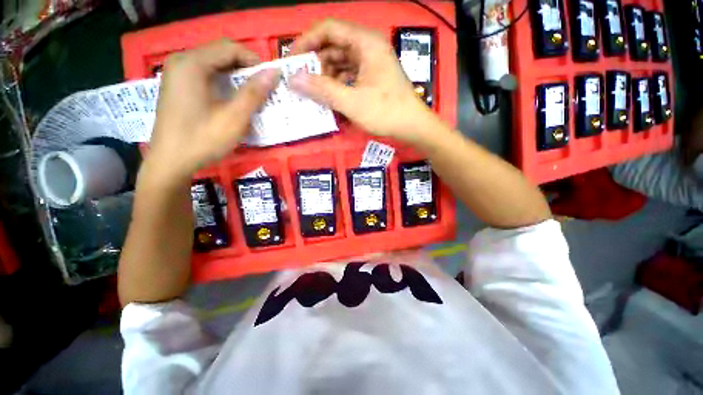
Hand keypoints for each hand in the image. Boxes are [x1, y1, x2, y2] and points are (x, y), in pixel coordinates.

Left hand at [145, 39, 279, 183]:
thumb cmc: (203, 139)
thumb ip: (254, 93)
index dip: (255, 61)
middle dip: (246, 69)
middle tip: (264, 89)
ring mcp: (177, 73)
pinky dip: (223, 83)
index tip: (270, 81)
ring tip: (252, 95)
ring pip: (214, 64)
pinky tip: (232, 99)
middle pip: (221, 54)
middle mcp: (181, 61)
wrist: (170, 162)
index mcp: (192, 63)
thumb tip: (274, 72)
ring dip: (236, 77)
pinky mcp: (178, 86)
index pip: (230, 48)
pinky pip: (205, 75)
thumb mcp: (234, 118)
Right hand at [289, 19, 442, 143]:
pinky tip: (332, 97)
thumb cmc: (385, 112)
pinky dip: (339, 84)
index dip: (307, 41)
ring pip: (341, 62)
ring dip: (327, 76)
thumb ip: (322, 90)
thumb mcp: (352, 101)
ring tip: (316, 93)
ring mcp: (372, 63)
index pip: (329, 29)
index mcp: (365, 43)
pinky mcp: (373, 78)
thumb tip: (293, 80)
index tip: (293, 59)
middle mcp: (368, 48)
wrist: (412, 126)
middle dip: (317, 63)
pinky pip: (350, 75)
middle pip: (334, 46)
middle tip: (303, 81)